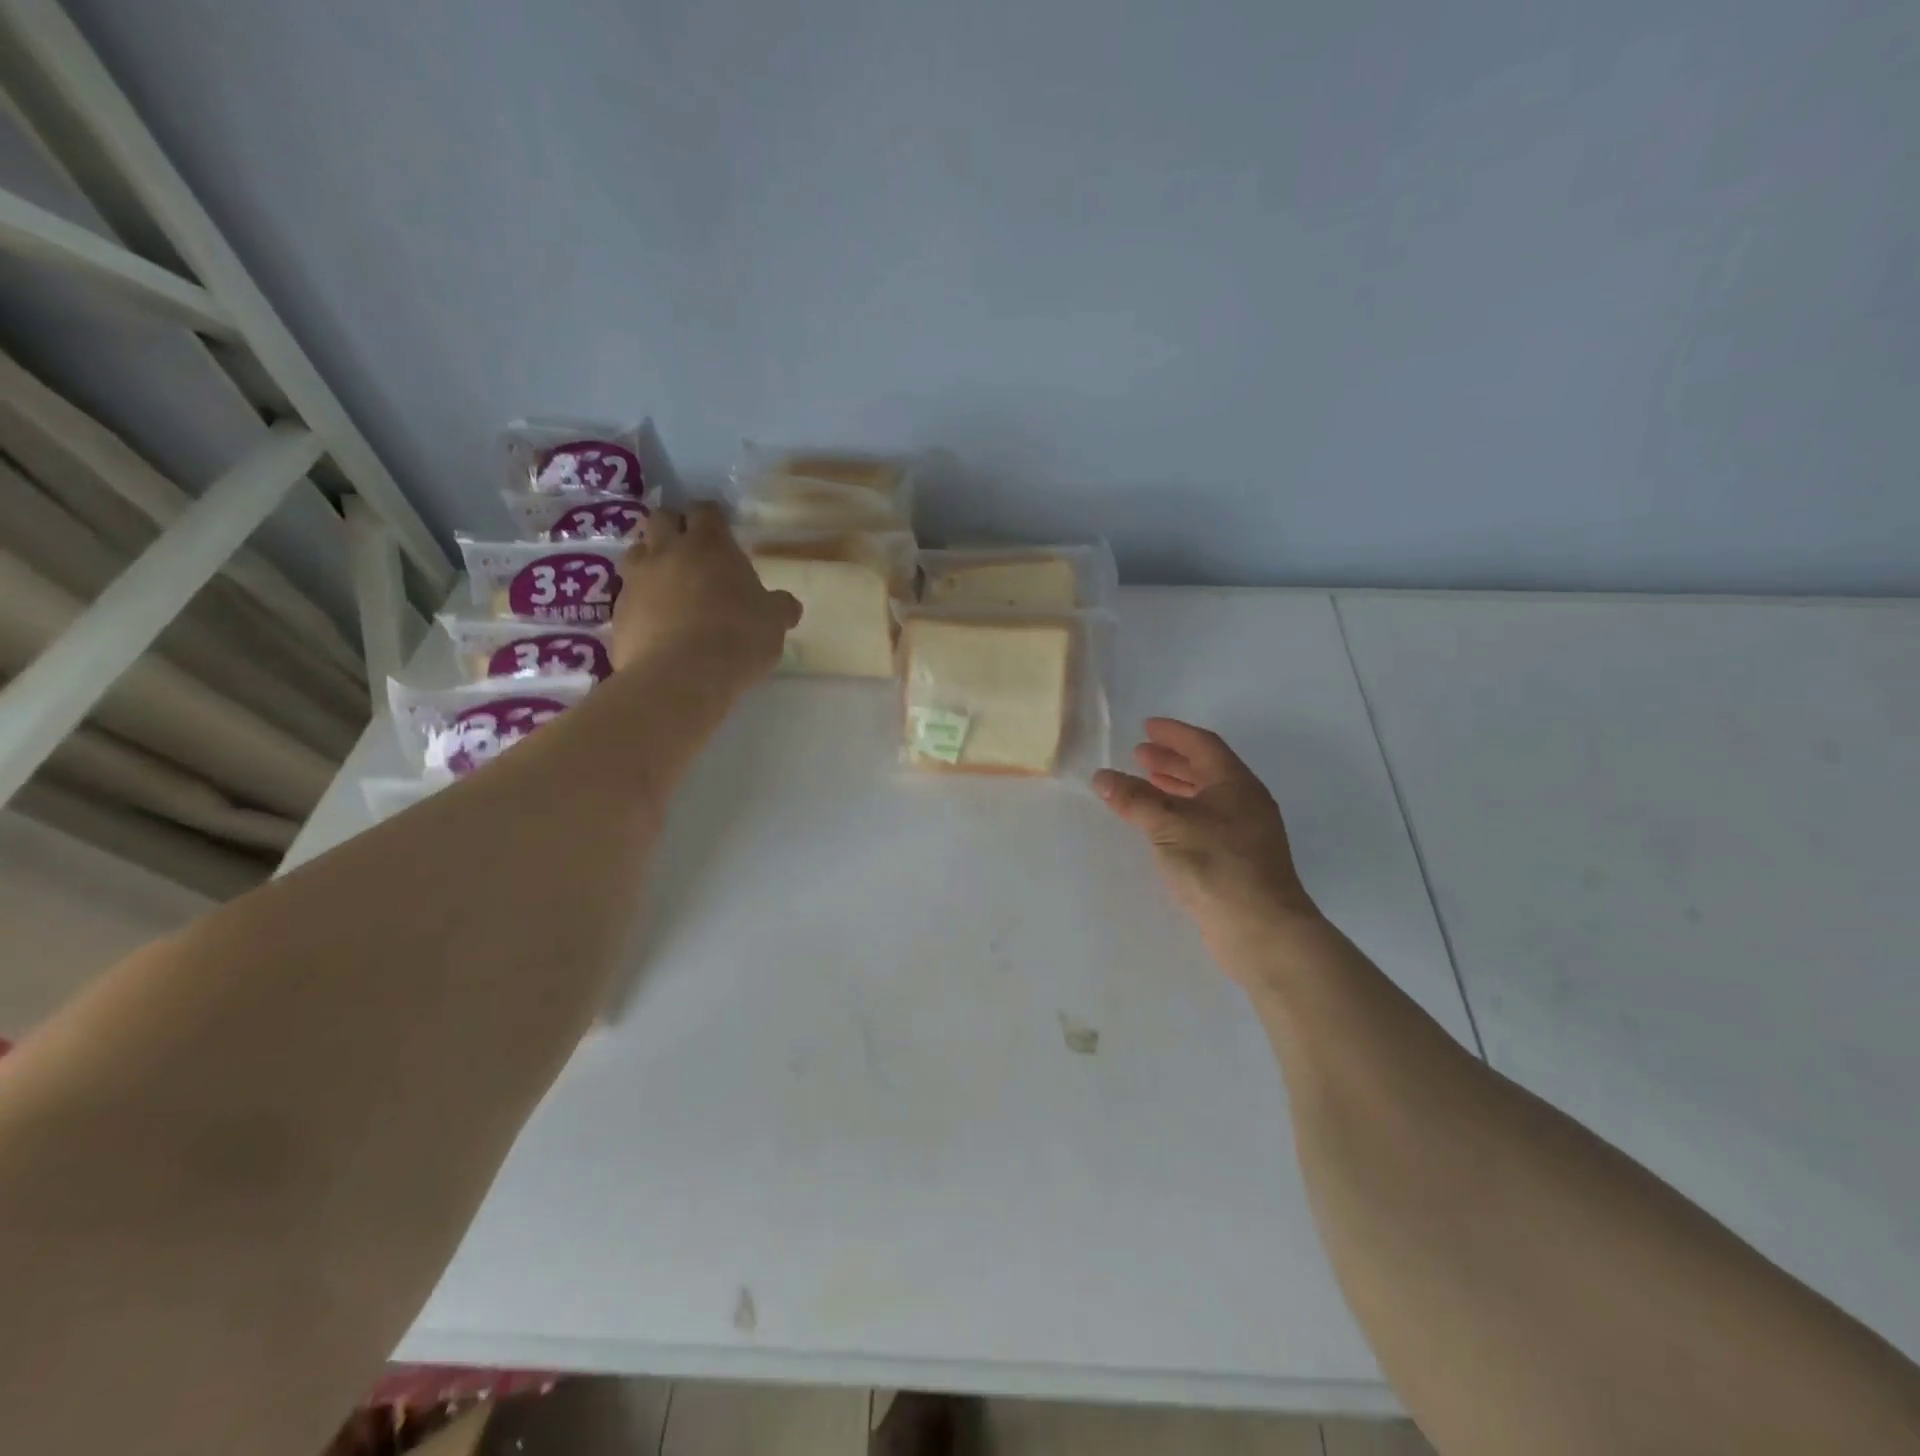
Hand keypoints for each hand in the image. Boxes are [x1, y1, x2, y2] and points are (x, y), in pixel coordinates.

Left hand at [610, 504, 801, 676]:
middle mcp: (668, 551)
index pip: (705, 510)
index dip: (711, 519)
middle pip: (661, 518)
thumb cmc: (737, 638)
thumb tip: (787, 604)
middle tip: (691, 553)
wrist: (682, 676)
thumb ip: (779, 607)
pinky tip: (656, 622)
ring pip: (637, 551)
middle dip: (674, 528)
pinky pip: (627, 593)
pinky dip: (640, 600)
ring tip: (668, 584)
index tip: (721, 533)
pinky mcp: (618, 610)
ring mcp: (637, 579)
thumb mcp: (773, 623)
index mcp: (710, 544)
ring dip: (651, 560)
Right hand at [1094, 719, 1321, 975]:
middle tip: (1139, 754)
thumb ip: (1134, 799)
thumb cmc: (1217, 866)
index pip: (1203, 745)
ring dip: (1174, 786)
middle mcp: (1244, 802)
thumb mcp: (1169, 826)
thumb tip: (1102, 776)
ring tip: (1144, 783)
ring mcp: (1244, 833)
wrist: (1261, 930)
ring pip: (1204, 797)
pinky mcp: (1237, 860)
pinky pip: (1203, 822)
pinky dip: (1179, 813)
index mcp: (1235, 784)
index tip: (1146, 727)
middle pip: (1205, 769)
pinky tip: (1159, 825)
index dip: (1174, 734)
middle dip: (1171, 760)